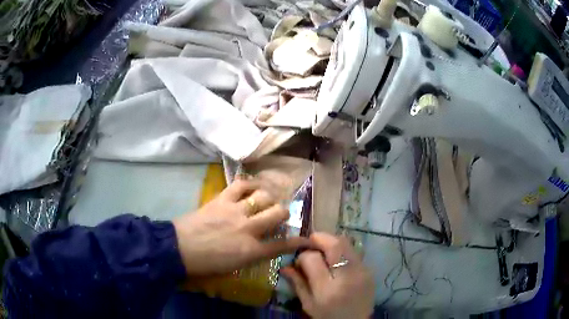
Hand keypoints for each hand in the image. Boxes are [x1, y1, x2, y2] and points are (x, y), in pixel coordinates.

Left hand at [173, 178, 308, 275]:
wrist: (179, 249)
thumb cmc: (206, 264)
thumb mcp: (235, 266)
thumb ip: (254, 255)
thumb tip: (265, 246)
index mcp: (251, 251)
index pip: (284, 245)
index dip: (300, 242)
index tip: (308, 239)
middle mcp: (248, 228)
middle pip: (279, 214)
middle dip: (284, 214)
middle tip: (279, 216)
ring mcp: (235, 211)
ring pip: (264, 197)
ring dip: (269, 199)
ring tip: (266, 201)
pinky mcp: (222, 199)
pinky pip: (242, 184)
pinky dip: (250, 184)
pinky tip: (253, 187)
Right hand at [281, 233, 374, 318]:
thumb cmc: (328, 317)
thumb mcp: (308, 305)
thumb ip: (297, 284)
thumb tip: (285, 266)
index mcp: (327, 289)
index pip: (313, 259)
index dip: (303, 255)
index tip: (299, 260)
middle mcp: (347, 277)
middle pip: (334, 244)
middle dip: (320, 238)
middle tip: (311, 243)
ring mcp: (362, 272)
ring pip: (346, 244)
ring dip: (332, 242)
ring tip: (323, 250)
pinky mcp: (370, 271)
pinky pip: (354, 252)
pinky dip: (342, 251)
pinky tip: (336, 261)